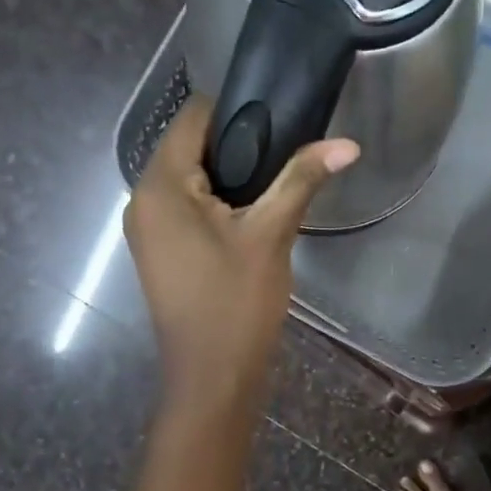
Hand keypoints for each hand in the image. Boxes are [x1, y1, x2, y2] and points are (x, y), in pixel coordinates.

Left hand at [125, 97, 357, 410]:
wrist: (212, 378)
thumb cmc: (237, 304)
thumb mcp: (271, 236)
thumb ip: (302, 180)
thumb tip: (348, 144)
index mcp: (160, 186)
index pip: (193, 119)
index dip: (238, 112)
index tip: (282, 122)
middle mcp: (142, 200)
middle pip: (189, 148)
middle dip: (237, 147)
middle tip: (287, 157)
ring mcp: (147, 230)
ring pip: (189, 181)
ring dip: (230, 178)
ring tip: (276, 186)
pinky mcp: (160, 253)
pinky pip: (186, 209)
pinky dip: (216, 204)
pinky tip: (251, 218)